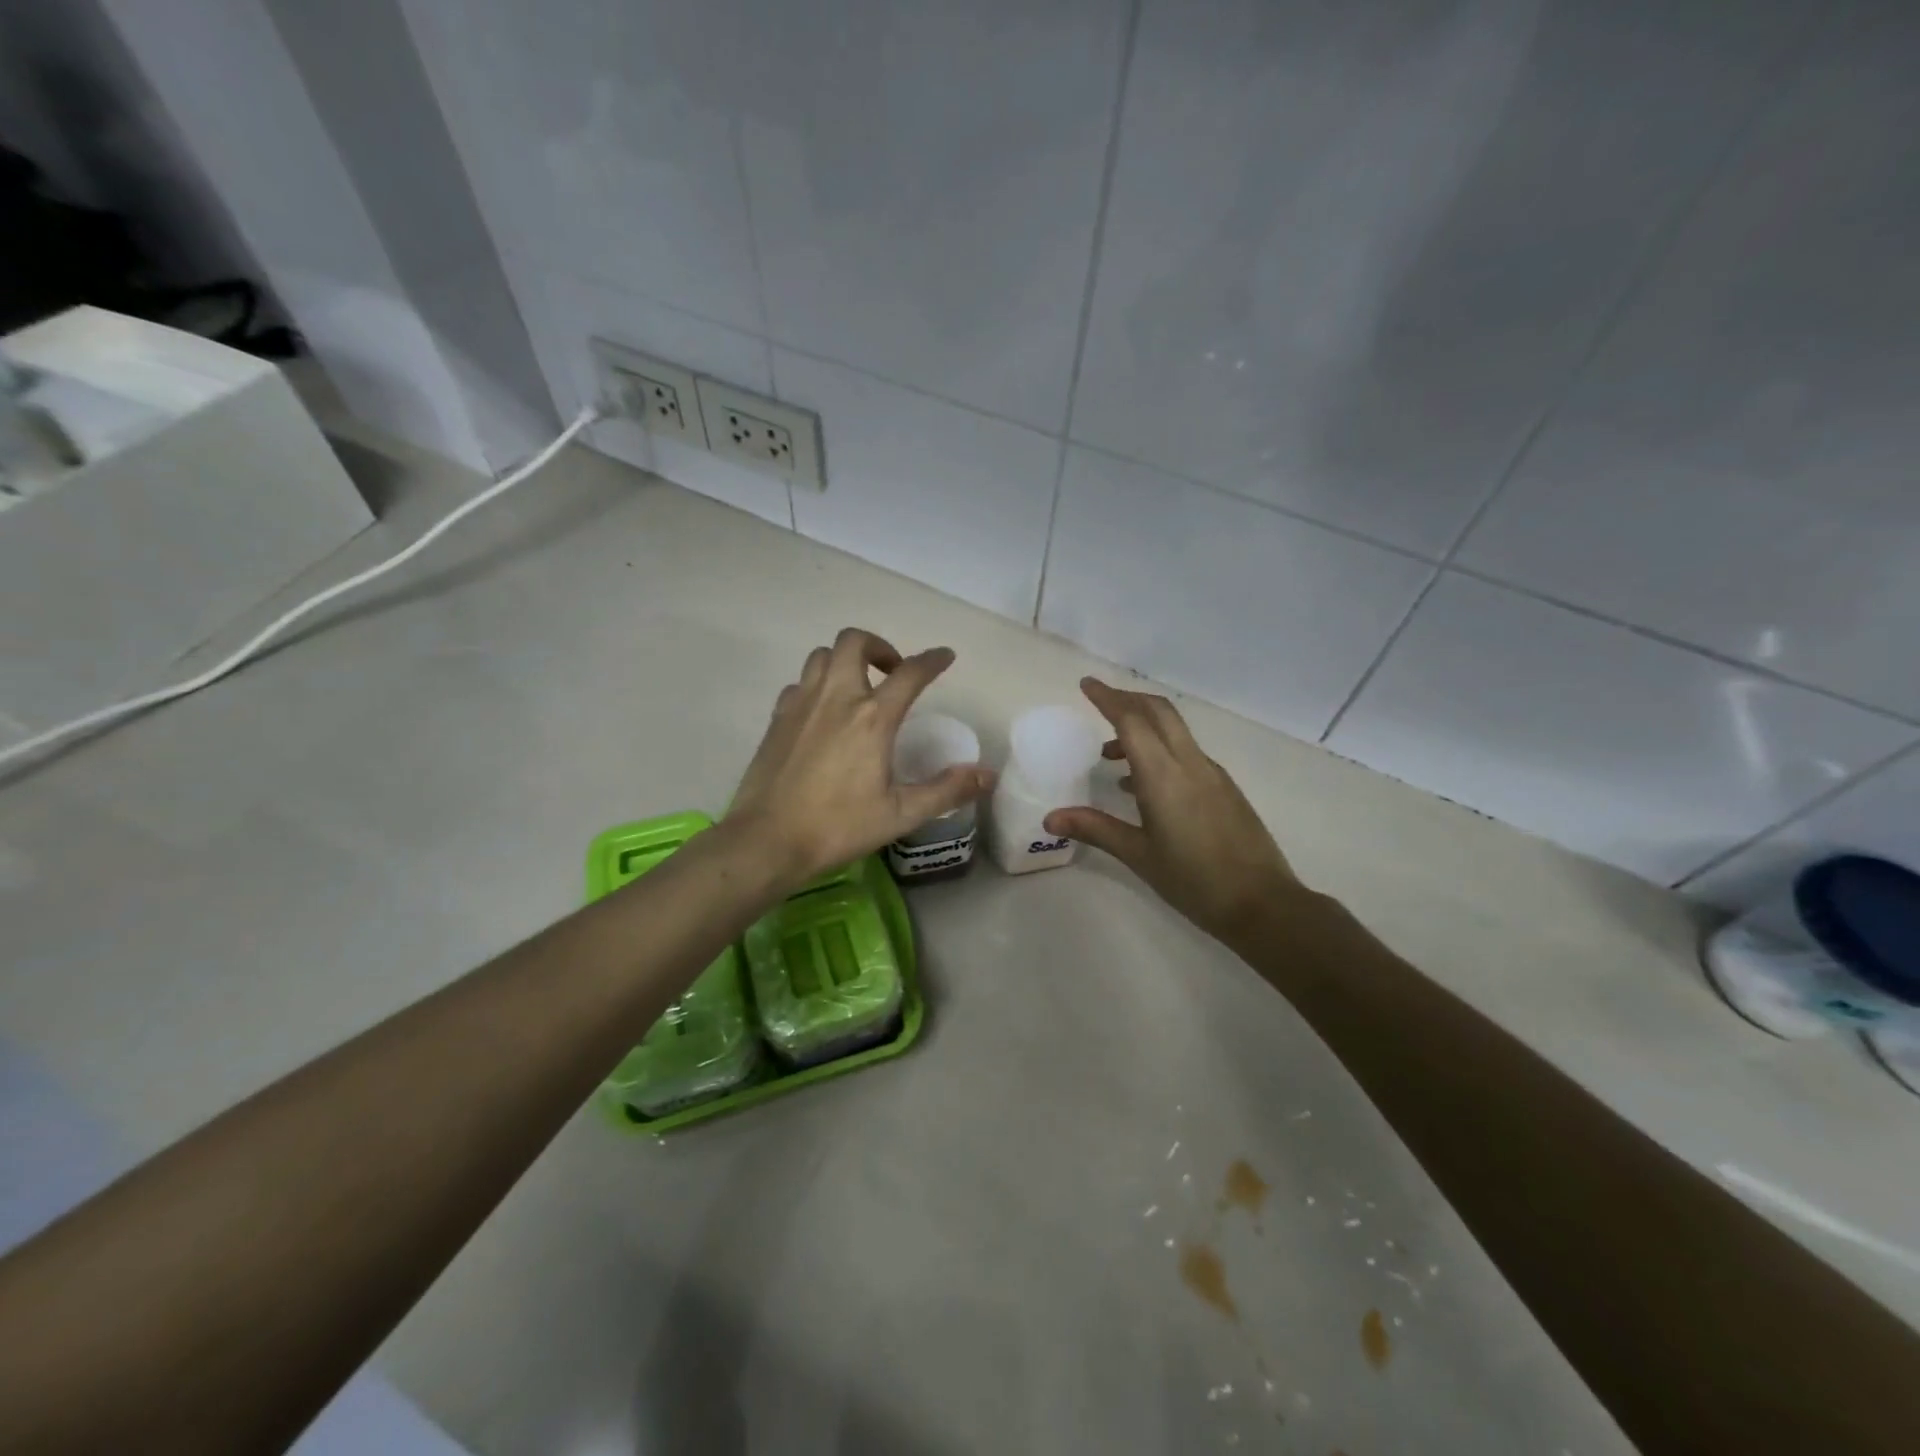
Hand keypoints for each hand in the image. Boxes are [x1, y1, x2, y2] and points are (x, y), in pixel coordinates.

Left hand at [727, 628, 993, 884]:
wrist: (767, 841)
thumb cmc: (838, 827)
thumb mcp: (901, 814)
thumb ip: (947, 790)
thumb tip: (988, 774)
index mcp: (872, 718)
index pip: (910, 673)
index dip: (932, 660)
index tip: (945, 657)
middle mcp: (836, 698)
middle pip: (854, 642)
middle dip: (879, 646)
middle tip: (892, 673)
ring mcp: (801, 704)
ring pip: (822, 655)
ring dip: (845, 661)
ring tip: (858, 688)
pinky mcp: (776, 718)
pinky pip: (800, 683)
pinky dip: (818, 685)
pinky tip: (823, 713)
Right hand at [1044, 678, 1302, 947]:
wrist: (1262, 904)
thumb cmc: (1193, 881)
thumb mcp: (1138, 855)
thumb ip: (1095, 829)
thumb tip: (1050, 817)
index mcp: (1163, 775)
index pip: (1131, 720)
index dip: (1107, 698)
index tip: (1086, 684)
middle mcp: (1190, 763)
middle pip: (1159, 712)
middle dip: (1128, 700)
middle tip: (1099, 704)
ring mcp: (1212, 774)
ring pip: (1175, 731)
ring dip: (1143, 727)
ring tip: (1111, 756)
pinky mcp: (1225, 788)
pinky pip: (1186, 753)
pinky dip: (1161, 750)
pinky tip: (1144, 785)